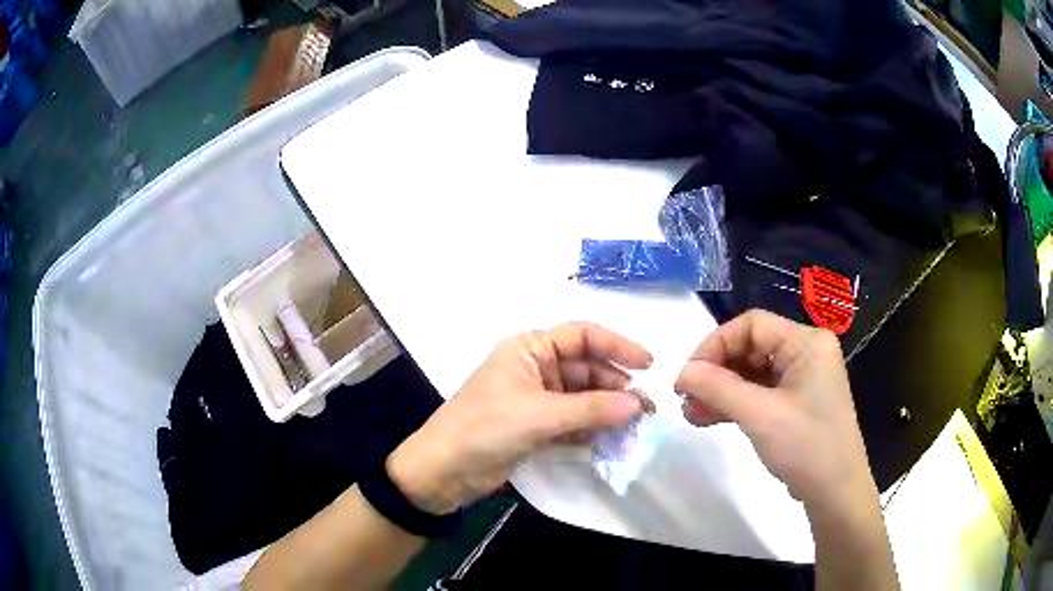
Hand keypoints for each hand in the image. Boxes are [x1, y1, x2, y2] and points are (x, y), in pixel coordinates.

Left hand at [388, 323, 652, 514]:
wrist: (443, 471)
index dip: (617, 346)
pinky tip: (612, 438)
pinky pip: (572, 420)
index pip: (582, 336)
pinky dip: (591, 428)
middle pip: (586, 368)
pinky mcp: (535, 426)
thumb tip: (638, 404)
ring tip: (635, 425)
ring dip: (607, 409)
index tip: (648, 365)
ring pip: (582, 397)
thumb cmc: (485, 429)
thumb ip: (591, 409)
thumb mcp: (539, 415)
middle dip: (615, 386)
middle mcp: (535, 368)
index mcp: (529, 349)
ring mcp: (535, 399)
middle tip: (646, 408)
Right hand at [675, 309, 877, 512]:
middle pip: (750, 347)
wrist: (835, 493)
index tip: (688, 377)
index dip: (715, 344)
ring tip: (691, 413)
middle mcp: (805, 352)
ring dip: (720, 390)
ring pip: (751, 372)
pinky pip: (759, 392)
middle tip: (685, 398)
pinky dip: (734, 403)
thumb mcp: (760, 416)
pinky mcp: (795, 402)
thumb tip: (682, 372)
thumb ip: (719, 388)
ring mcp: (801, 379)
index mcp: (806, 342)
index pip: (752, 325)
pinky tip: (709, 418)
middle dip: (715, 372)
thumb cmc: (806, 447)